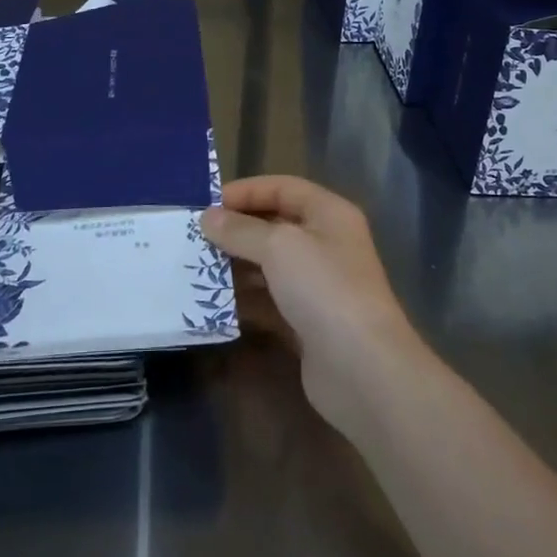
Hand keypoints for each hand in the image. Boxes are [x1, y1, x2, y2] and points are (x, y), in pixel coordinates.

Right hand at [202, 176, 423, 436]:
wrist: (362, 369)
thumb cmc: (324, 289)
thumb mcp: (279, 247)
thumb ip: (241, 229)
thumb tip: (208, 218)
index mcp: (329, 214)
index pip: (283, 188)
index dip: (246, 192)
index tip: (206, 205)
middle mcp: (326, 244)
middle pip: (275, 225)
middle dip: (236, 229)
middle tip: (194, 238)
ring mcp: (318, 285)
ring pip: (270, 265)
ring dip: (236, 265)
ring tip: (196, 268)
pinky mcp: (307, 321)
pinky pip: (270, 300)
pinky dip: (244, 299)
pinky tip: (214, 302)